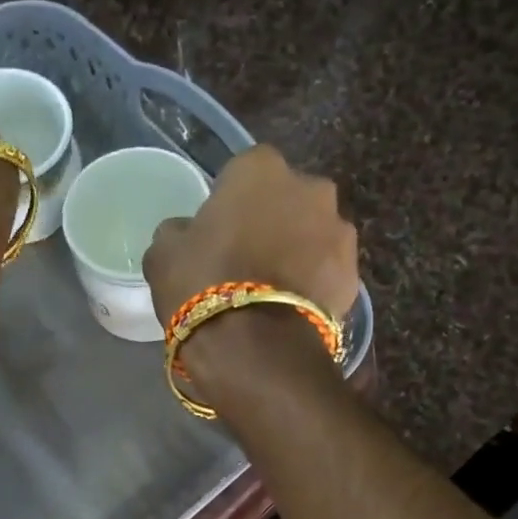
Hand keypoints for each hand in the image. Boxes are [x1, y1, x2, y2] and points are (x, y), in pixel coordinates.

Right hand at [142, 145, 358, 326]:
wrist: (257, 349)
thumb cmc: (203, 286)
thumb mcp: (163, 255)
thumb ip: (177, 232)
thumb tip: (186, 233)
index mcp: (260, 169)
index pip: (243, 171)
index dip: (229, 201)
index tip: (217, 231)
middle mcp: (310, 187)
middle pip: (287, 200)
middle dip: (271, 221)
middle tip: (246, 259)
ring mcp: (339, 231)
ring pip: (312, 234)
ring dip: (297, 251)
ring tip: (270, 291)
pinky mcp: (354, 274)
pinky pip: (327, 271)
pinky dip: (313, 283)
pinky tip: (290, 310)